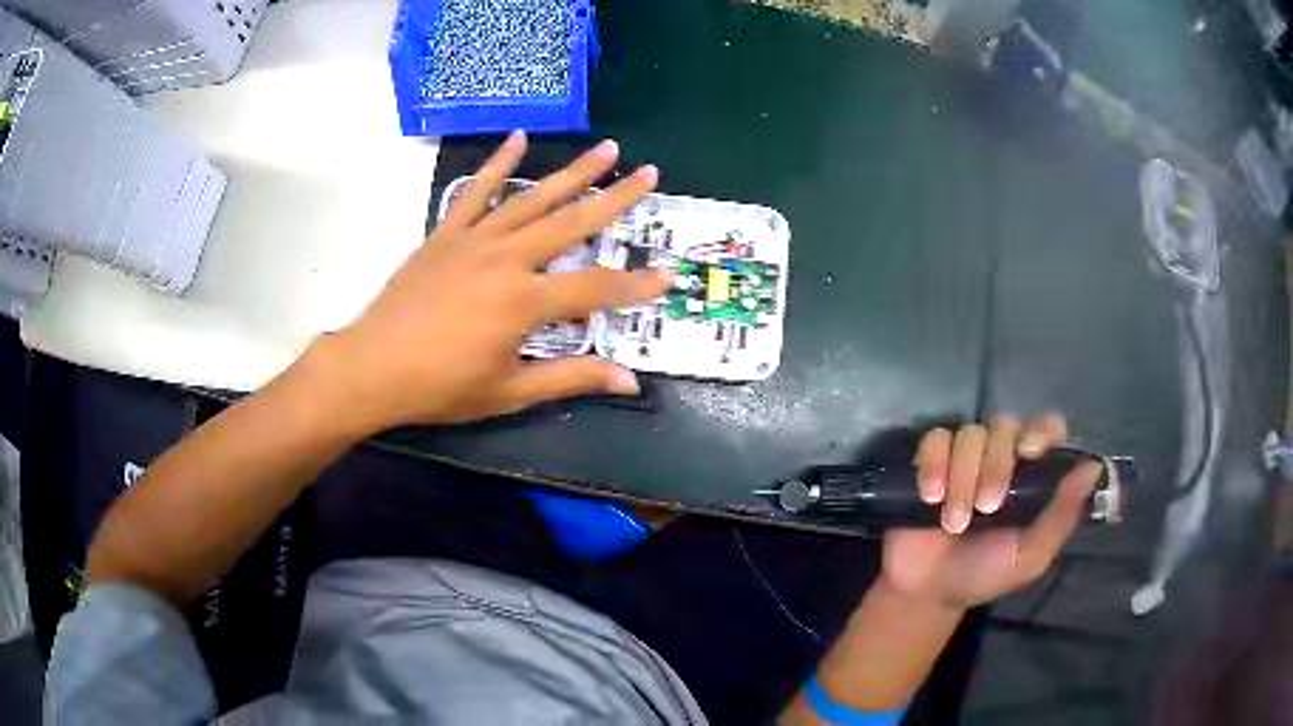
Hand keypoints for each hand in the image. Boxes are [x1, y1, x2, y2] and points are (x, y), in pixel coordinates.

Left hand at [318, 131, 671, 430]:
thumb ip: (571, 378)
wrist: (372, 366)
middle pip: (572, 222)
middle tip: (648, 172)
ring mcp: (475, 239)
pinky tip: (518, 139)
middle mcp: (507, 258)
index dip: (636, 285)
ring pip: (533, 197)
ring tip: (606, 148)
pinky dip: (498, 164)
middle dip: (615, 198)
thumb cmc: (440, 386)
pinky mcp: (446, 233)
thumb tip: (630, 381)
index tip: (668, 276)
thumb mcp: (509, 391)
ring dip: (573, 172)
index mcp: (524, 301)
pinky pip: (475, 191)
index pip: (596, 287)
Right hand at [880, 414, 1102, 610]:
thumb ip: (1061, 516)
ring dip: (962, 477)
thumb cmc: (985, 575)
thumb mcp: (1029, 556)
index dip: (1040, 431)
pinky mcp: (930, 460)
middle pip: (1004, 426)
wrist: (928, 592)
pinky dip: (933, 464)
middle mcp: (1001, 455)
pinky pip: (935, 440)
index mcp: (1032, 474)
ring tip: (953, 521)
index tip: (1028, 453)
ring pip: (970, 434)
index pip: (1047, 427)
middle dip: (995, 466)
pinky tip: (931, 497)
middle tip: (986, 508)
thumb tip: (1093, 469)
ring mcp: (964, 456)